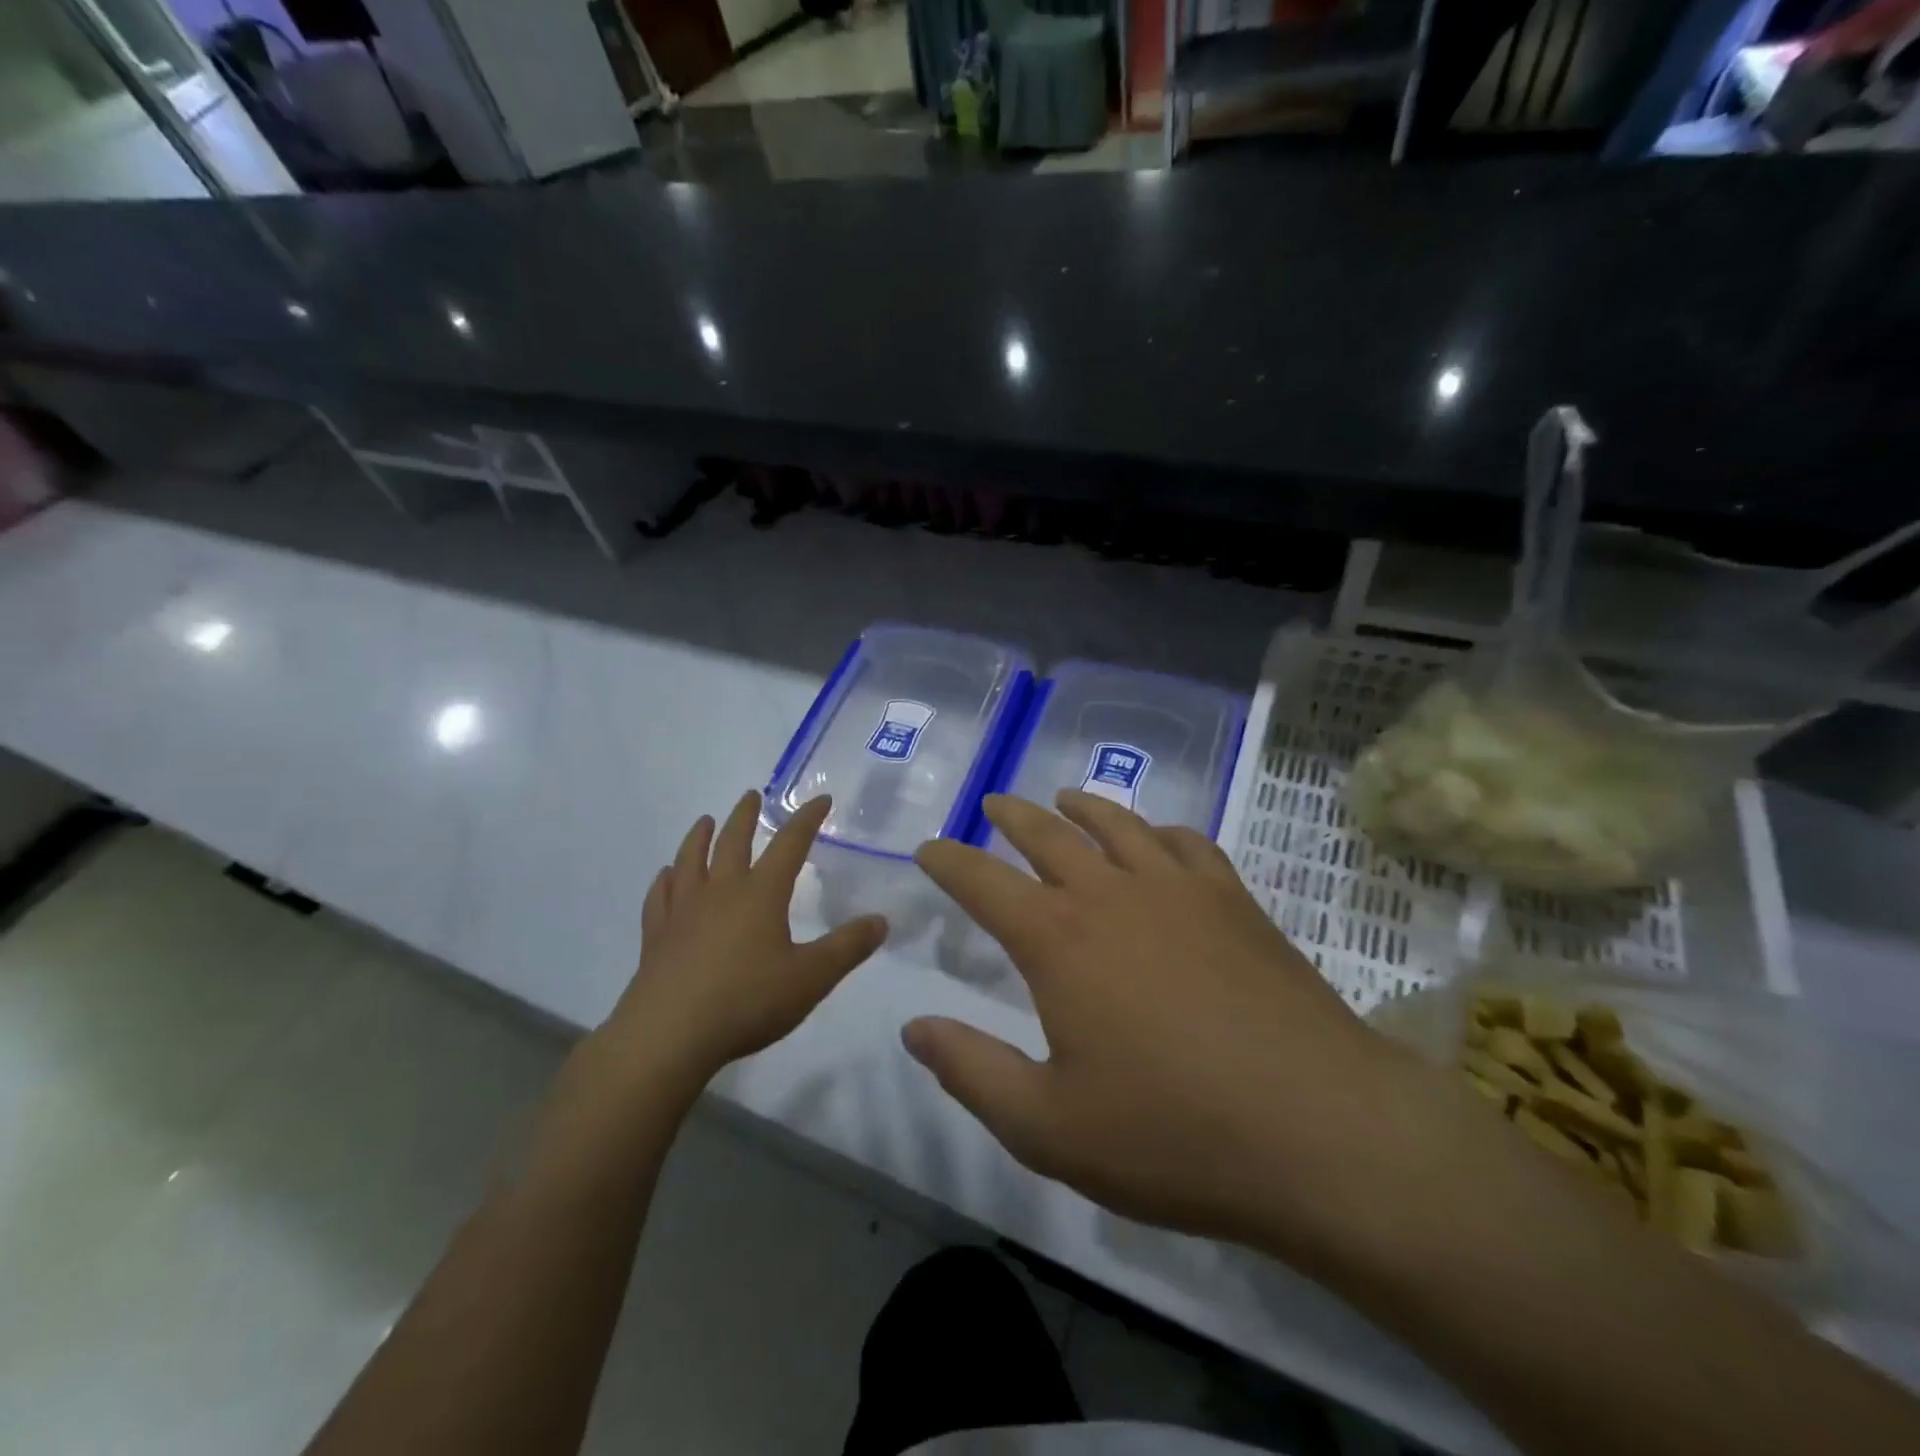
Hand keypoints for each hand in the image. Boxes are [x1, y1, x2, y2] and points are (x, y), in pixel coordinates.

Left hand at [600, 791, 887, 1090]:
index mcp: (761, 894)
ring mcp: (683, 912)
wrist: (668, 1035)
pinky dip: (665, 881)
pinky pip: (660, 897)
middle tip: (751, 794)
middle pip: (733, 841)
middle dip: (745, 816)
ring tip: (706, 821)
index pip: (789, 844)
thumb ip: (848, 947)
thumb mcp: (811, 978)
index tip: (820, 799)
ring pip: (691, 861)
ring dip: (700, 837)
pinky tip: (665, 876)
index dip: (807, 819)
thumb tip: (881, 920)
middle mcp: (721, 891)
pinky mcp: (656, 937)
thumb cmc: (747, 1001)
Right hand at [907, 791, 1439, 1265]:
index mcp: (1058, 940)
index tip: (929, 847)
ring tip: (1064, 798)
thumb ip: (972, 1071)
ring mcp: (1179, 890)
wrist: (1319, 1130)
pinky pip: (1187, 843)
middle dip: (1013, 817)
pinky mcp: (1235, 901)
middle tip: (994, 804)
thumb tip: (914, 1027)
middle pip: (1048, 835)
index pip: (983, 881)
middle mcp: (1112, 895)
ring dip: (1083, 807)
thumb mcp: (1047, 1126)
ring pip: (1118, 825)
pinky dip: (1160, 830)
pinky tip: (1157, 837)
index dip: (949, 861)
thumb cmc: (1171, 1134)